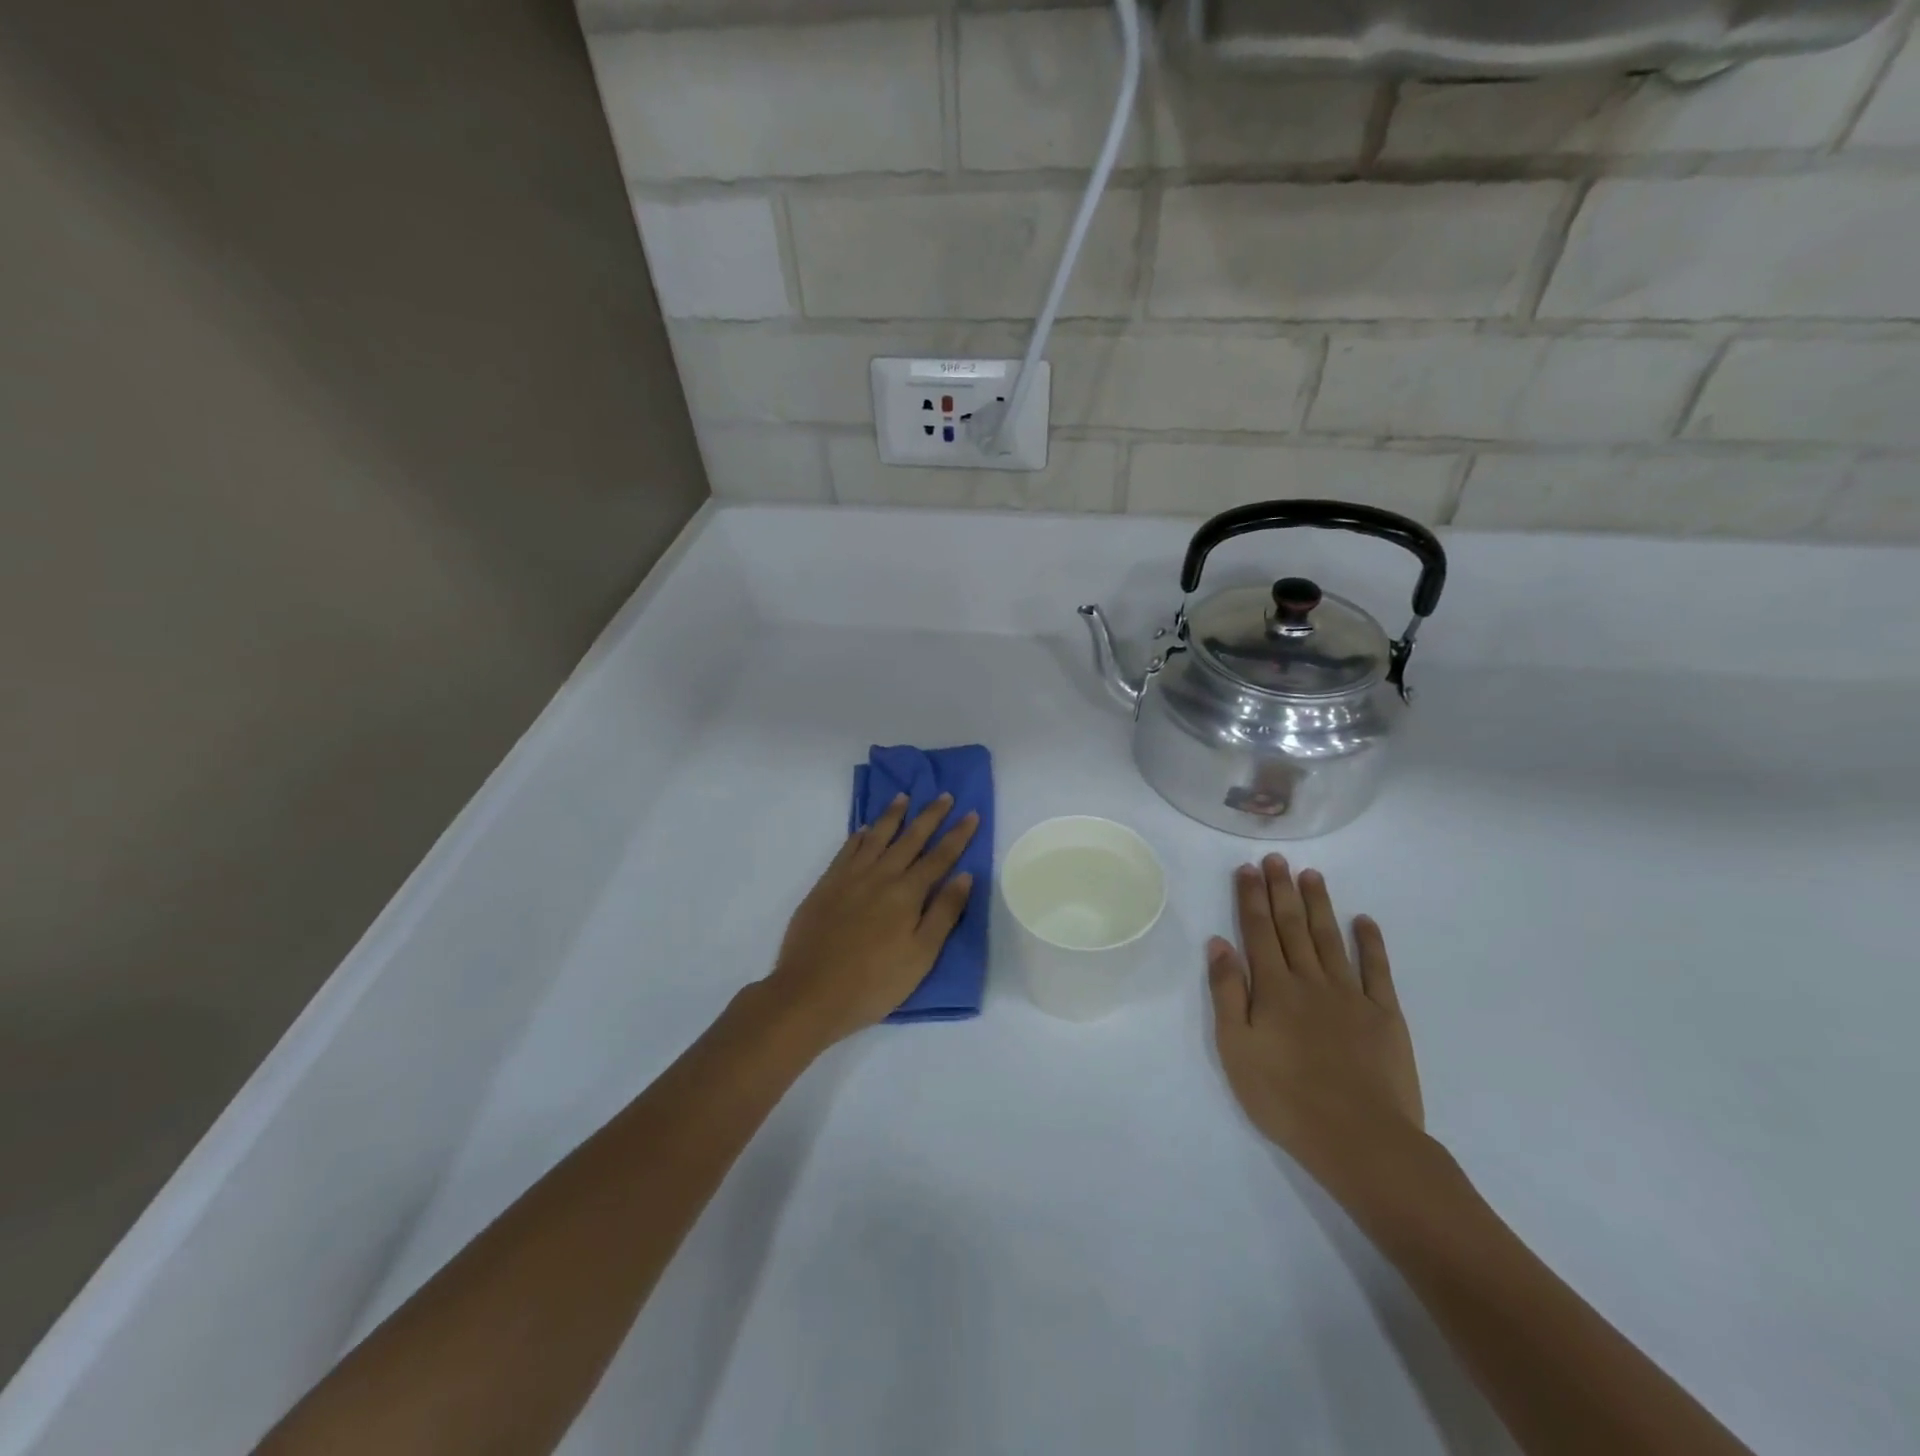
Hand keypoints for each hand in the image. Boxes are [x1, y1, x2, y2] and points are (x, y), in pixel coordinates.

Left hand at [763, 793, 978, 1047]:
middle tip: (944, 795)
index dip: (958, 835)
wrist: (810, 993)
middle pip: (910, 839)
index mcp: (907, 894)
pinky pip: (847, 850)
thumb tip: (964, 876)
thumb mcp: (921, 956)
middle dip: (930, 816)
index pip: (940, 856)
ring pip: (876, 837)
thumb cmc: (874, 983)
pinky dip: (858, 836)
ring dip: (892, 815)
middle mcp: (880, 876)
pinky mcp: (826, 885)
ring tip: (904, 797)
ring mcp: (849, 877)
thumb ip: (944, 913)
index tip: (971, 813)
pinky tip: (864, 829)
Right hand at [1207, 855, 1425, 1194]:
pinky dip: (1371, 942)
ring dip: (1319, 905)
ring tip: (1311, 875)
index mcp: (1273, 989)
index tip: (1247, 869)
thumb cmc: (1285, 1098)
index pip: (1258, 931)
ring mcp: (1351, 995)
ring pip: (1330, 938)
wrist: (1361, 1140)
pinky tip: (1365, 920)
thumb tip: (1219, 943)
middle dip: (1282, 890)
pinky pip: (1377, 969)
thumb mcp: (1237, 1048)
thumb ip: (1227, 992)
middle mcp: (1310, 980)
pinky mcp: (1385, 1015)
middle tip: (1277, 859)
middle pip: (1292, 926)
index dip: (1251, 898)